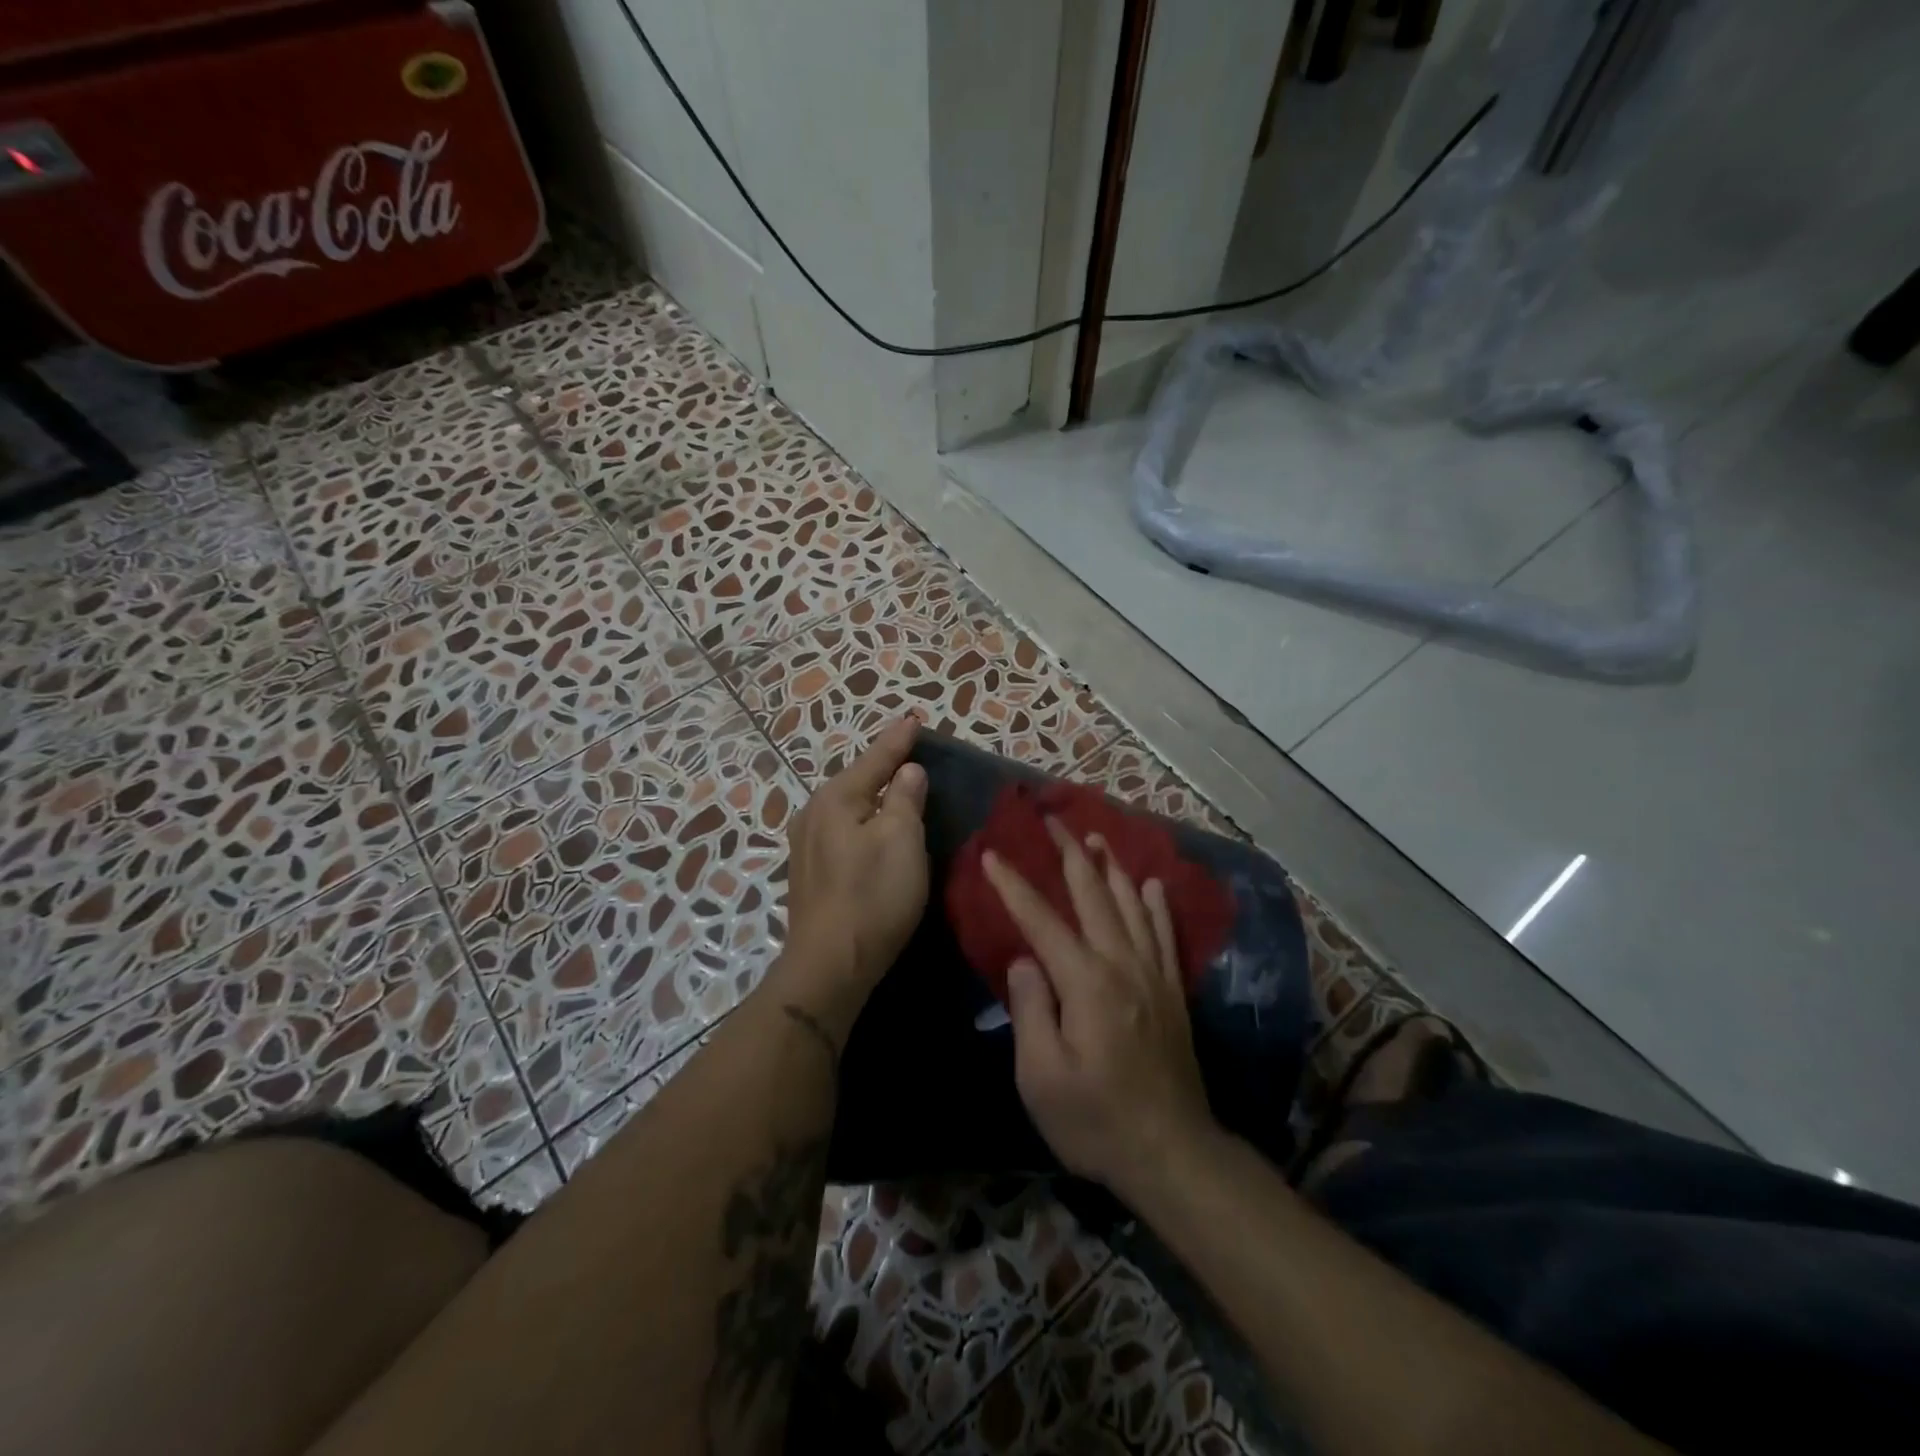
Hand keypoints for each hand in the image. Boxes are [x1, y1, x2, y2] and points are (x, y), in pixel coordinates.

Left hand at [779, 717, 928, 1020]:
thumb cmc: (872, 896)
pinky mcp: (810, 872)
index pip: (875, 759)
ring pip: (847, 806)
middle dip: (883, 764)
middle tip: (910, 750)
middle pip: (856, 780)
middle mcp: (813, 814)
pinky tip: (872, 826)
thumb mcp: (901, 840)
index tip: (914, 719)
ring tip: (895, 784)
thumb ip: (905, 798)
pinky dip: (863, 820)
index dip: (898, 740)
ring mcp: (806, 845)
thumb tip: (907, 771)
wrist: (829, 965)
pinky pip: (842, 830)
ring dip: (872, 794)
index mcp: (835, 799)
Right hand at [984, 819, 1215, 1196]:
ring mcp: (1152, 975)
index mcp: (1086, 982)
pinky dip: (1155, 904)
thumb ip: (1030, 1010)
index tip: (992, 854)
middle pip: (1093, 896)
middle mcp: (1122, 964)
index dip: (1014, 886)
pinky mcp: (1171, 991)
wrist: (1172, 1153)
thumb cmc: (1095, 1120)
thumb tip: (1025, 960)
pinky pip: (1163, 933)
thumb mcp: (1041, 1077)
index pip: (1042, 921)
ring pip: (1130, 905)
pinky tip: (1150, 884)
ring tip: (1095, 837)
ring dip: (1111, 867)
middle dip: (1068, 854)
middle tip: (1053, 820)